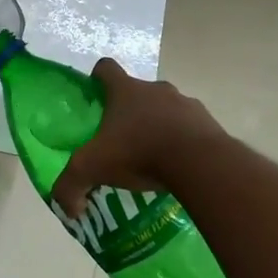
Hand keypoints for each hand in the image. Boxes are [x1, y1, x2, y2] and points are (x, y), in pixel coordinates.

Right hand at [52, 58, 226, 218]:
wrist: (200, 162)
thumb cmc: (139, 152)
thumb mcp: (94, 168)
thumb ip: (71, 185)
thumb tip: (68, 209)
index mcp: (125, 90)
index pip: (106, 68)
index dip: (98, 79)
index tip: (96, 97)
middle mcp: (155, 89)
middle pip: (138, 91)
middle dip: (131, 111)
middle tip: (124, 140)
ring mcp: (186, 103)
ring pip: (167, 109)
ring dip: (160, 125)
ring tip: (155, 157)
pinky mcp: (209, 122)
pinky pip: (191, 128)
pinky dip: (185, 141)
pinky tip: (180, 166)